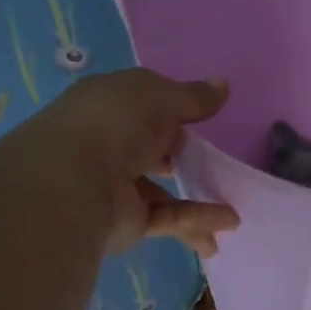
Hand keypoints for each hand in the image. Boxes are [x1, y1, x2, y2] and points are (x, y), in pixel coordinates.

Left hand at [32, 69, 240, 257]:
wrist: (76, 180)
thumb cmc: (117, 122)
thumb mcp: (161, 97)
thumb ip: (194, 97)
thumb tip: (224, 86)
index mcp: (109, 106)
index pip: (141, 106)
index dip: (170, 111)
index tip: (200, 118)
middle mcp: (109, 144)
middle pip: (149, 151)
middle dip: (179, 159)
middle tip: (211, 164)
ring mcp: (116, 186)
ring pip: (162, 193)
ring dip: (198, 203)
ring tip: (234, 213)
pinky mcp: (127, 221)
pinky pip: (168, 218)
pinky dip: (197, 220)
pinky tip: (227, 223)